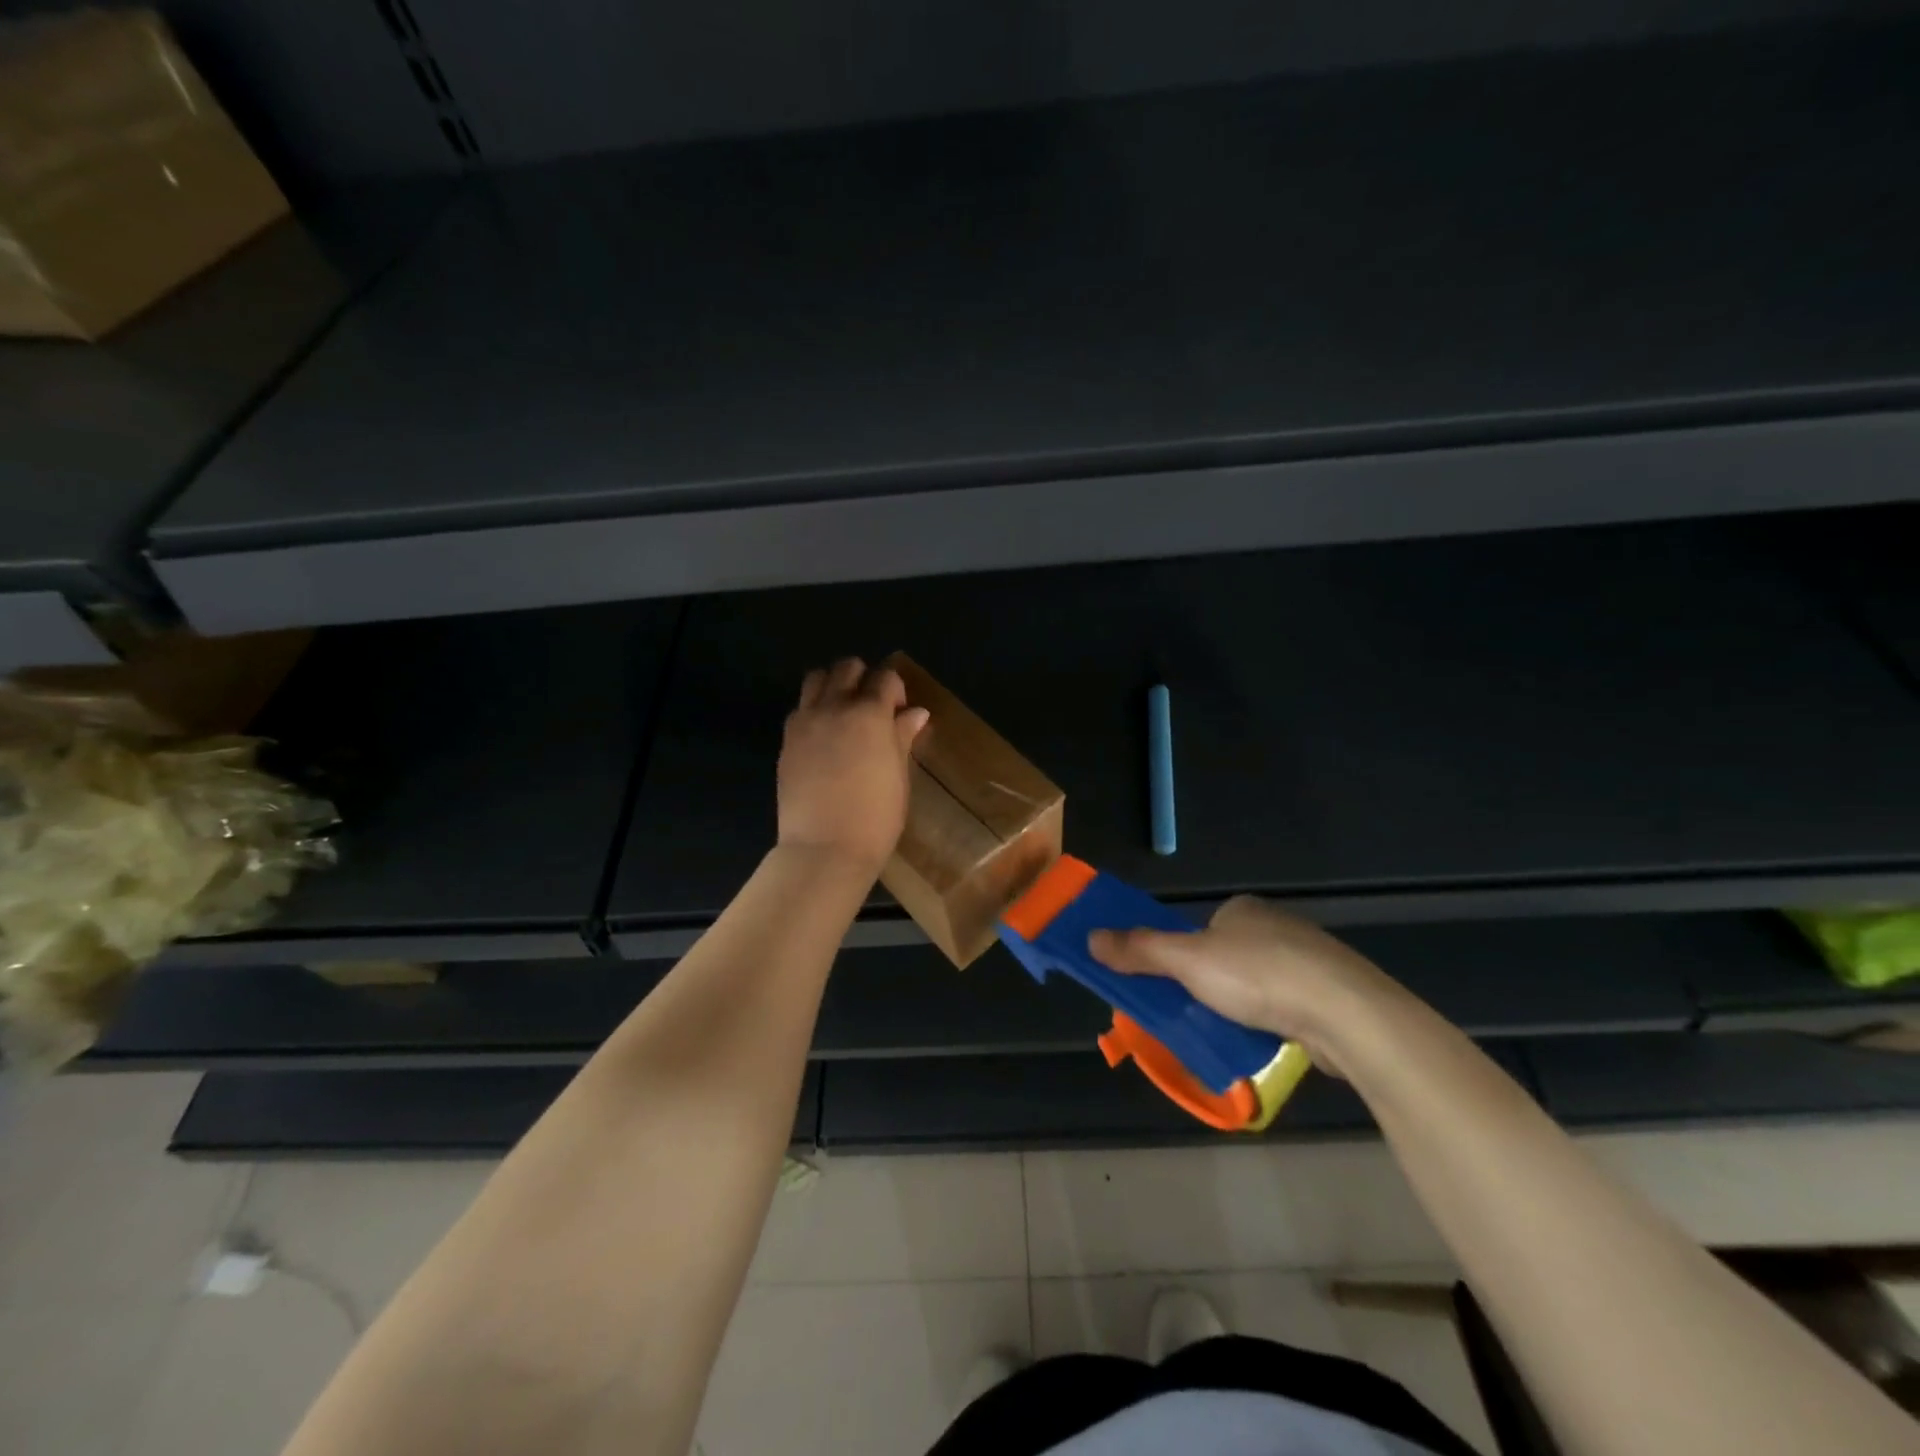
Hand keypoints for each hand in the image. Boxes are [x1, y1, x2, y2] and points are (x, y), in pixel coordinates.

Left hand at [777, 659, 929, 874]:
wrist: (824, 848)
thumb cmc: (875, 817)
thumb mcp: (898, 775)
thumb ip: (902, 737)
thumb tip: (915, 712)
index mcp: (869, 713)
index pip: (885, 678)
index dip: (896, 690)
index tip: (900, 712)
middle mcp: (834, 707)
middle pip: (846, 668)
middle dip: (863, 678)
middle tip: (872, 709)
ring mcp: (805, 722)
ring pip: (816, 678)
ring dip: (833, 686)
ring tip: (844, 714)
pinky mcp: (786, 740)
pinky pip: (800, 708)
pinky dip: (814, 710)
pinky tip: (824, 737)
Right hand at [1089, 897, 1397, 1063]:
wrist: (1347, 1014)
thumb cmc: (1260, 977)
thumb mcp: (1187, 962)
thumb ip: (1140, 950)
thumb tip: (1090, 938)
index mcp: (1243, 910)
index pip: (1201, 929)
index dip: (1182, 957)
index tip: (1174, 987)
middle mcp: (1277, 926)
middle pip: (1227, 957)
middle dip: (1210, 986)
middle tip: (1196, 1016)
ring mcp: (1311, 960)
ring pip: (1258, 984)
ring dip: (1241, 1008)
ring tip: (1231, 1034)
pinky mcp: (1333, 994)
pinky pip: (1288, 1006)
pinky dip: (1272, 1022)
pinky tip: (1268, 1041)